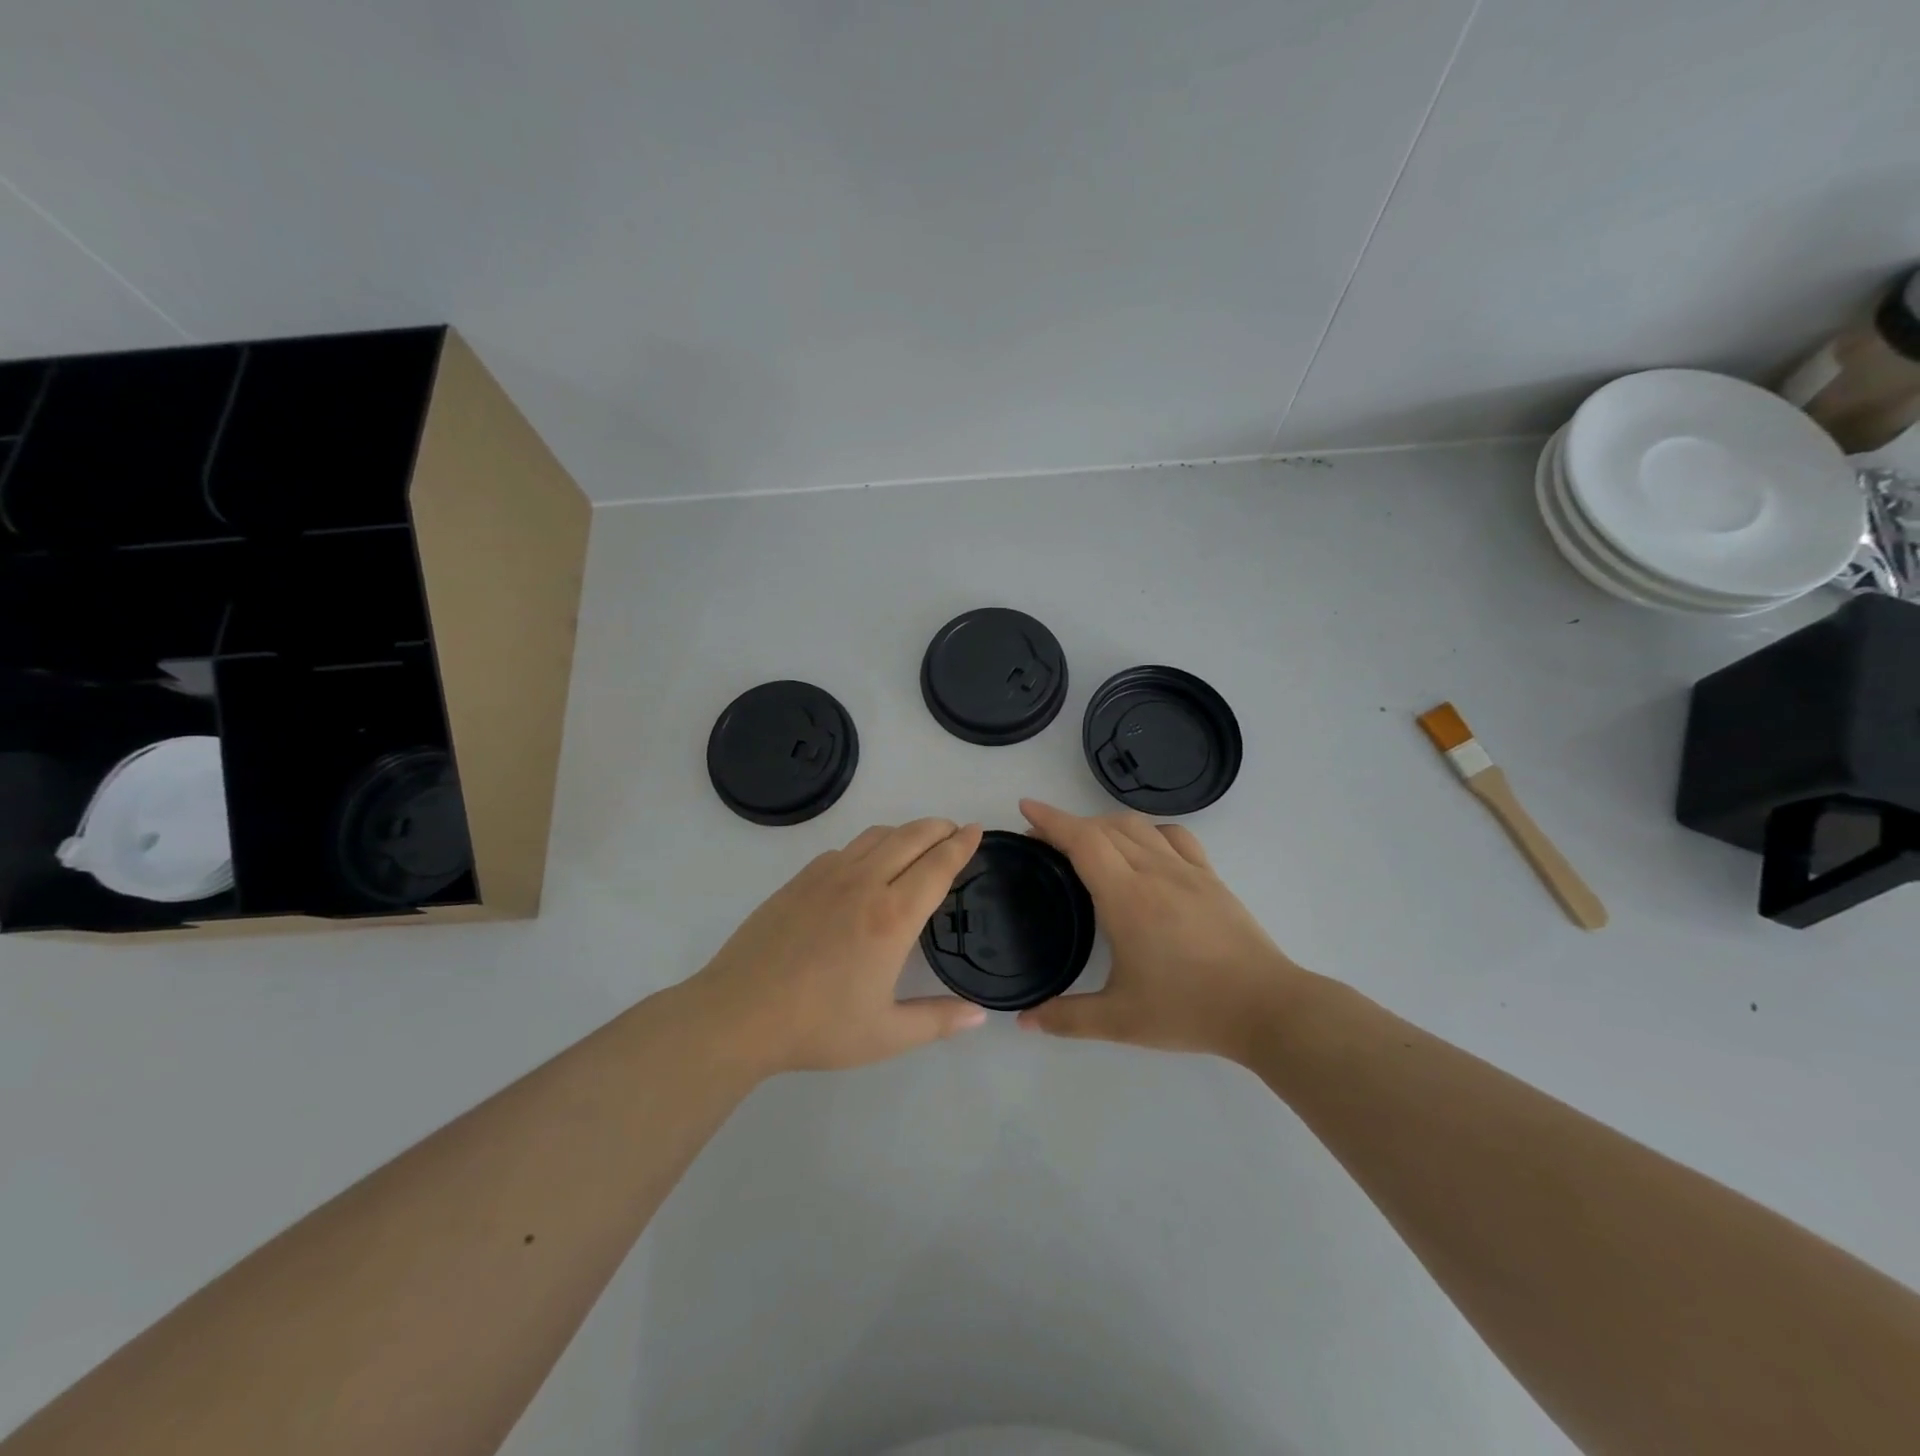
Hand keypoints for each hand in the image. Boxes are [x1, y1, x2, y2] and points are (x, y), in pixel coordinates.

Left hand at [687, 819, 988, 1075]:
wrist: (739, 1013)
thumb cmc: (818, 1026)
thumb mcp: (886, 1035)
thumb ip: (938, 1021)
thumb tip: (980, 1017)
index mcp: (892, 917)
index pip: (938, 865)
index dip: (962, 845)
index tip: (977, 830)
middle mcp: (865, 884)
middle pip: (911, 837)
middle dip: (939, 827)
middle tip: (955, 830)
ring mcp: (828, 876)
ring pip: (876, 835)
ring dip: (905, 831)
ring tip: (917, 842)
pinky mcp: (800, 879)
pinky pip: (845, 849)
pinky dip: (869, 846)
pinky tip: (866, 866)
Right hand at [1016, 799, 1309, 1062]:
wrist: (1266, 1007)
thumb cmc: (1189, 1009)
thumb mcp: (1120, 1021)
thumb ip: (1067, 1018)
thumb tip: (1024, 1021)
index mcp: (1127, 897)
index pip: (1082, 840)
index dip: (1051, 819)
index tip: (1026, 808)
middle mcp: (1154, 871)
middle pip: (1105, 827)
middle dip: (1069, 825)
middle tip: (1045, 842)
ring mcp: (1187, 870)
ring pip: (1138, 826)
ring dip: (1105, 824)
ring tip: (1088, 843)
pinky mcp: (1211, 878)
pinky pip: (1174, 836)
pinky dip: (1148, 831)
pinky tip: (1144, 848)